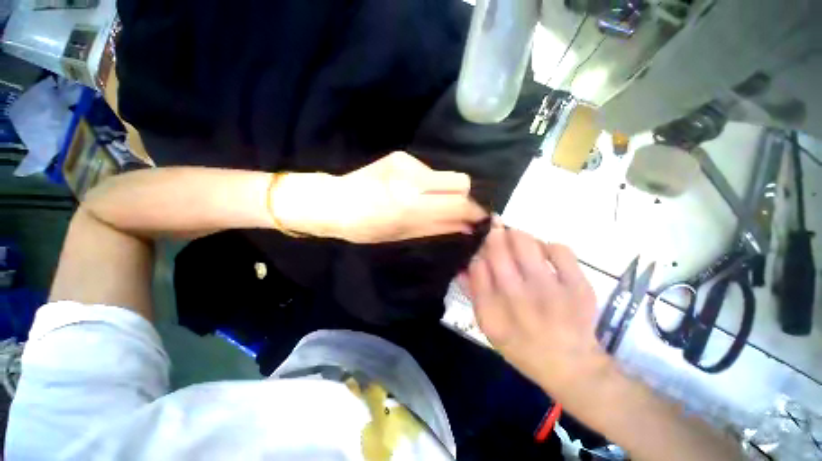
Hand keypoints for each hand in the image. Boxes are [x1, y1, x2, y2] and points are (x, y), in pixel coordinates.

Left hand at [274, 152, 486, 242]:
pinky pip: (428, 171)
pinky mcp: (401, 155)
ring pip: (445, 176)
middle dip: (464, 198)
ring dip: (444, 191)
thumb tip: (467, 226)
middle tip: (457, 211)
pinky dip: (428, 184)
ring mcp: (407, 162)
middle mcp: (413, 178)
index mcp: (411, 205)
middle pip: (461, 181)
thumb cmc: (366, 227)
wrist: (335, 201)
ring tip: (427, 202)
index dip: (474, 211)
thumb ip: (438, 227)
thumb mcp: (403, 234)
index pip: (459, 202)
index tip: (479, 218)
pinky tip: (411, 190)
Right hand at [459, 223, 608, 397]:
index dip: (478, 250)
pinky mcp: (578, 287)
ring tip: (518, 241)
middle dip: (494, 233)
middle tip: (497, 231)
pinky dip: (547, 245)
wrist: (570, 366)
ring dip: (517, 235)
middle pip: (498, 249)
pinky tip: (544, 255)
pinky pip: (558, 248)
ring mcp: (551, 293)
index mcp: (492, 311)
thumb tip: (462, 264)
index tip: (482, 247)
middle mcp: (518, 300)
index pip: (477, 265)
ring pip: (525, 242)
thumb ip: (472, 293)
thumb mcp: (488, 325)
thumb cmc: (521, 345)